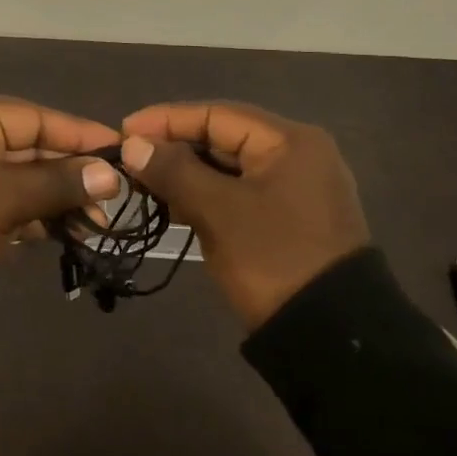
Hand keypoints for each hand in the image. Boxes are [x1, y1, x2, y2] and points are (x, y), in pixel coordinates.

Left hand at [0, 94, 121, 293]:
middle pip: (29, 147)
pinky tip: (68, 232)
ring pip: (21, 177)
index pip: (33, 117)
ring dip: (56, 198)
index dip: (78, 134)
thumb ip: (58, 183)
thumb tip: (110, 175)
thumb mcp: (2, 199)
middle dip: (71, 173)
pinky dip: (35, 215)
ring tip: (96, 222)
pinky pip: (7, 200)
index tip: (119, 148)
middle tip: (113, 196)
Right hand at [119, 101, 370, 329]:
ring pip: (228, 167)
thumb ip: (173, 171)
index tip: (124, 131)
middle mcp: (297, 155)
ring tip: (143, 182)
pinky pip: (238, 192)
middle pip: (223, 138)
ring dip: (186, 173)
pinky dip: (206, 195)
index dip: (166, 120)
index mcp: (290, 141)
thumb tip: (132, 145)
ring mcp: (296, 189)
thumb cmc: (274, 260)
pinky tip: (174, 204)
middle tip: (129, 160)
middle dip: (174, 148)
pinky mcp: (289, 219)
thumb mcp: (219, 212)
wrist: (332, 341)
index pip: (216, 114)